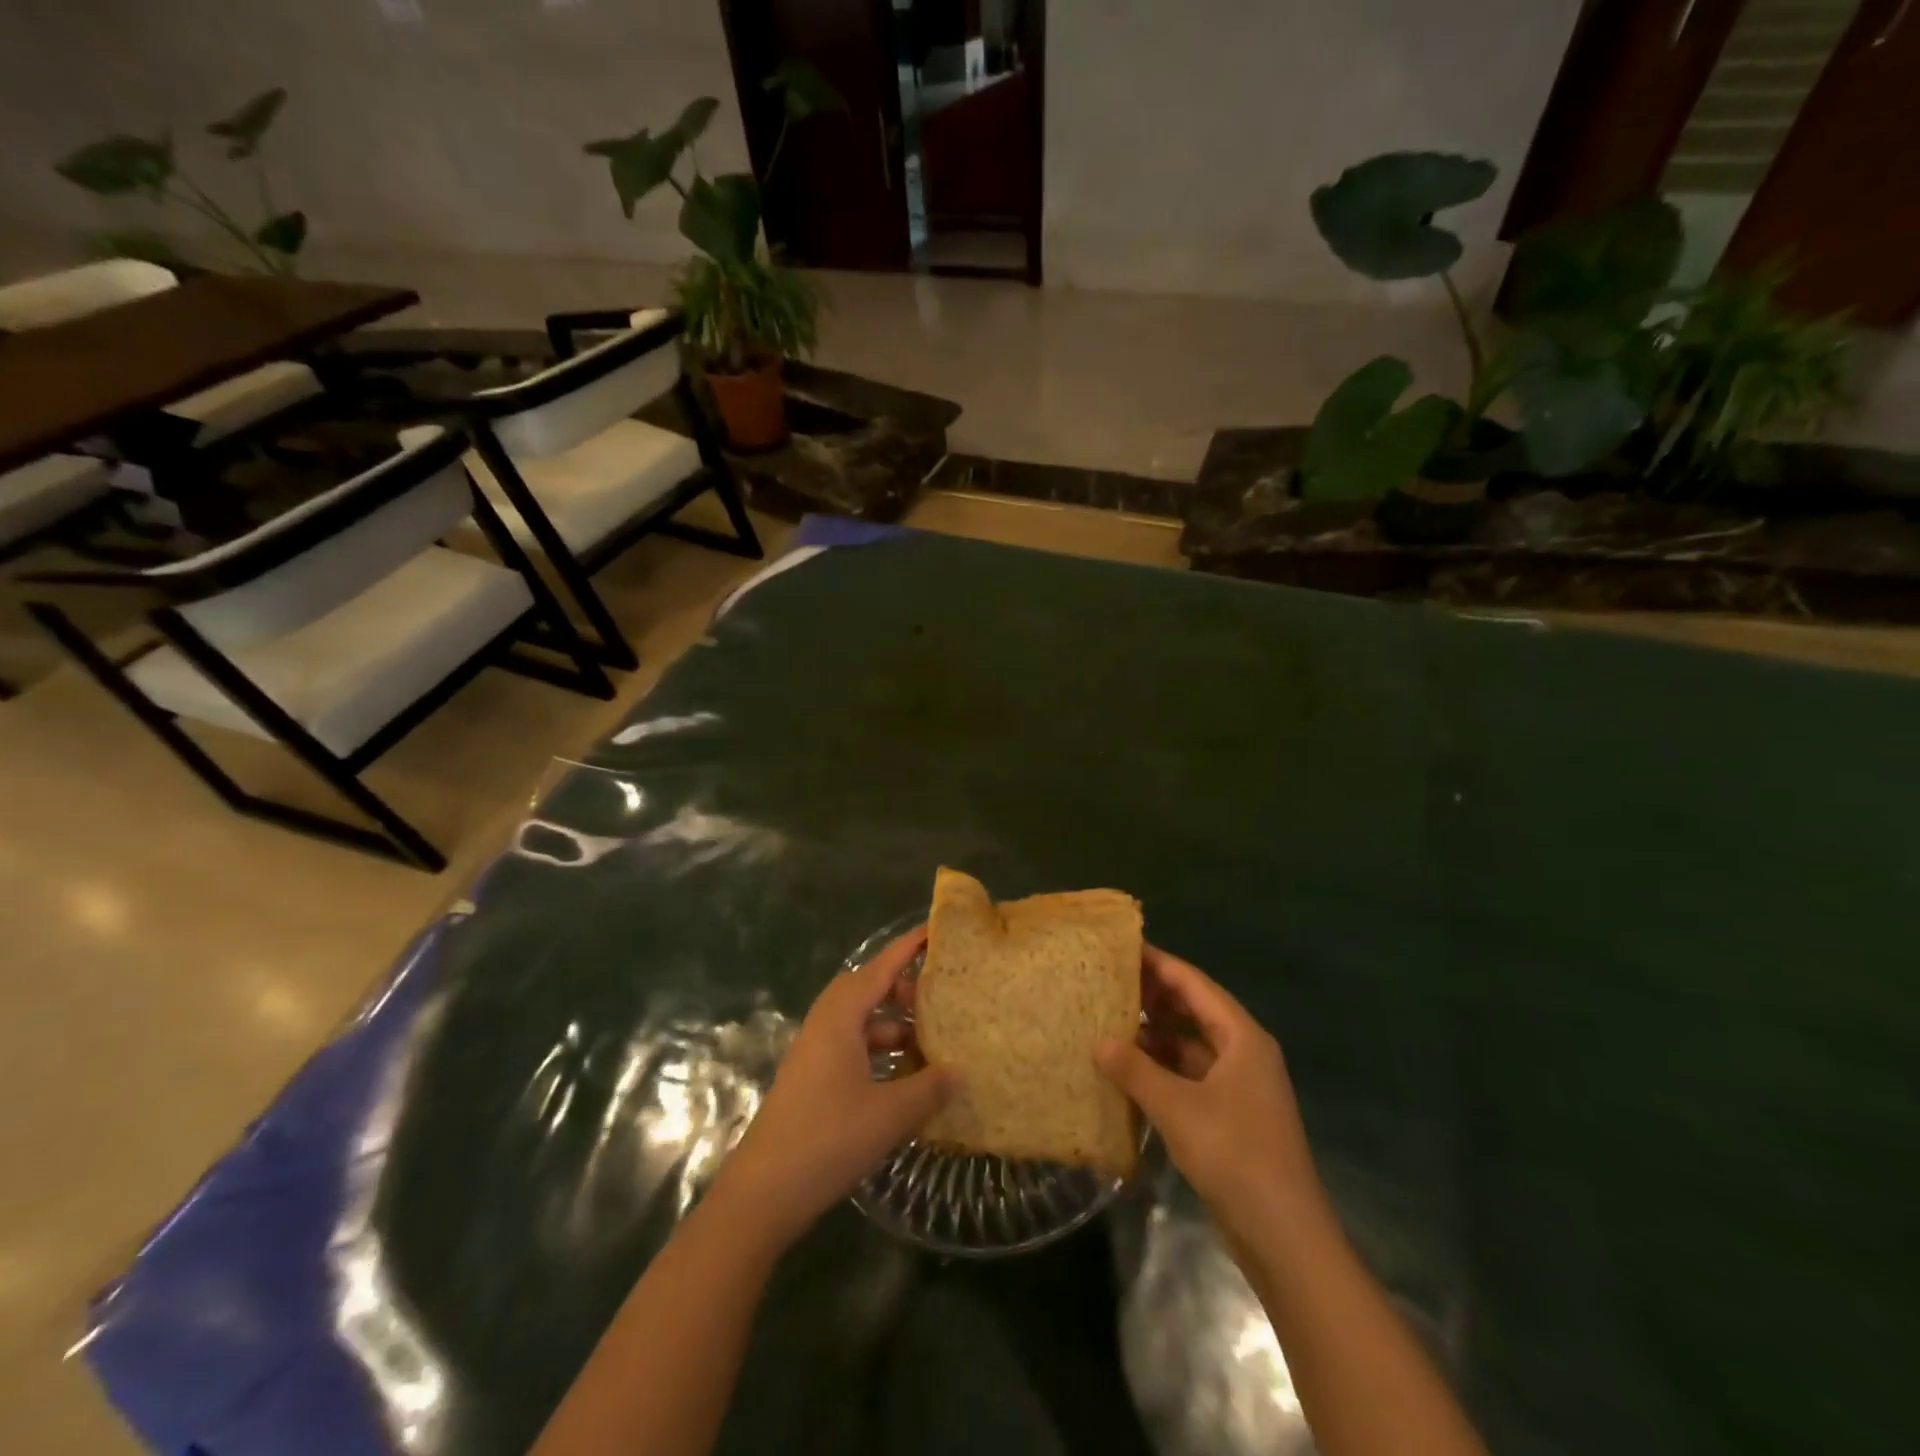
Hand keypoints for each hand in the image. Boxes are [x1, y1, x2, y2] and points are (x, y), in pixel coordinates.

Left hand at [713, 927, 958, 1248]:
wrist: (762, 1194)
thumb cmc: (828, 1140)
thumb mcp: (890, 1114)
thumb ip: (929, 1088)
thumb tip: (960, 1071)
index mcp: (840, 1019)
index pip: (879, 969)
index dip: (907, 949)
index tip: (933, 932)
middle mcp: (824, 1026)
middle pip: (866, 991)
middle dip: (901, 990)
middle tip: (936, 1000)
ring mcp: (813, 1054)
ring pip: (859, 1022)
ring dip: (891, 1025)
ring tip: (928, 1043)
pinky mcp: (810, 1080)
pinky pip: (850, 1048)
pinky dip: (877, 1051)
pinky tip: (902, 1078)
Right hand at [1096, 945, 1320, 1231]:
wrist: (1285, 1237)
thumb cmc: (1235, 1156)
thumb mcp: (1178, 1108)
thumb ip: (1136, 1070)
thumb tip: (1098, 1041)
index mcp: (1242, 1037)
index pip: (1194, 984)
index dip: (1159, 964)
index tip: (1122, 948)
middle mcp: (1244, 1052)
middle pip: (1195, 1009)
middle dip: (1155, 996)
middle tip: (1109, 982)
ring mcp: (1239, 1086)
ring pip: (1191, 1044)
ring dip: (1156, 1034)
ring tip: (1110, 1021)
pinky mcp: (1231, 1115)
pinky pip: (1191, 1075)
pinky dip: (1162, 1068)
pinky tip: (1130, 1071)